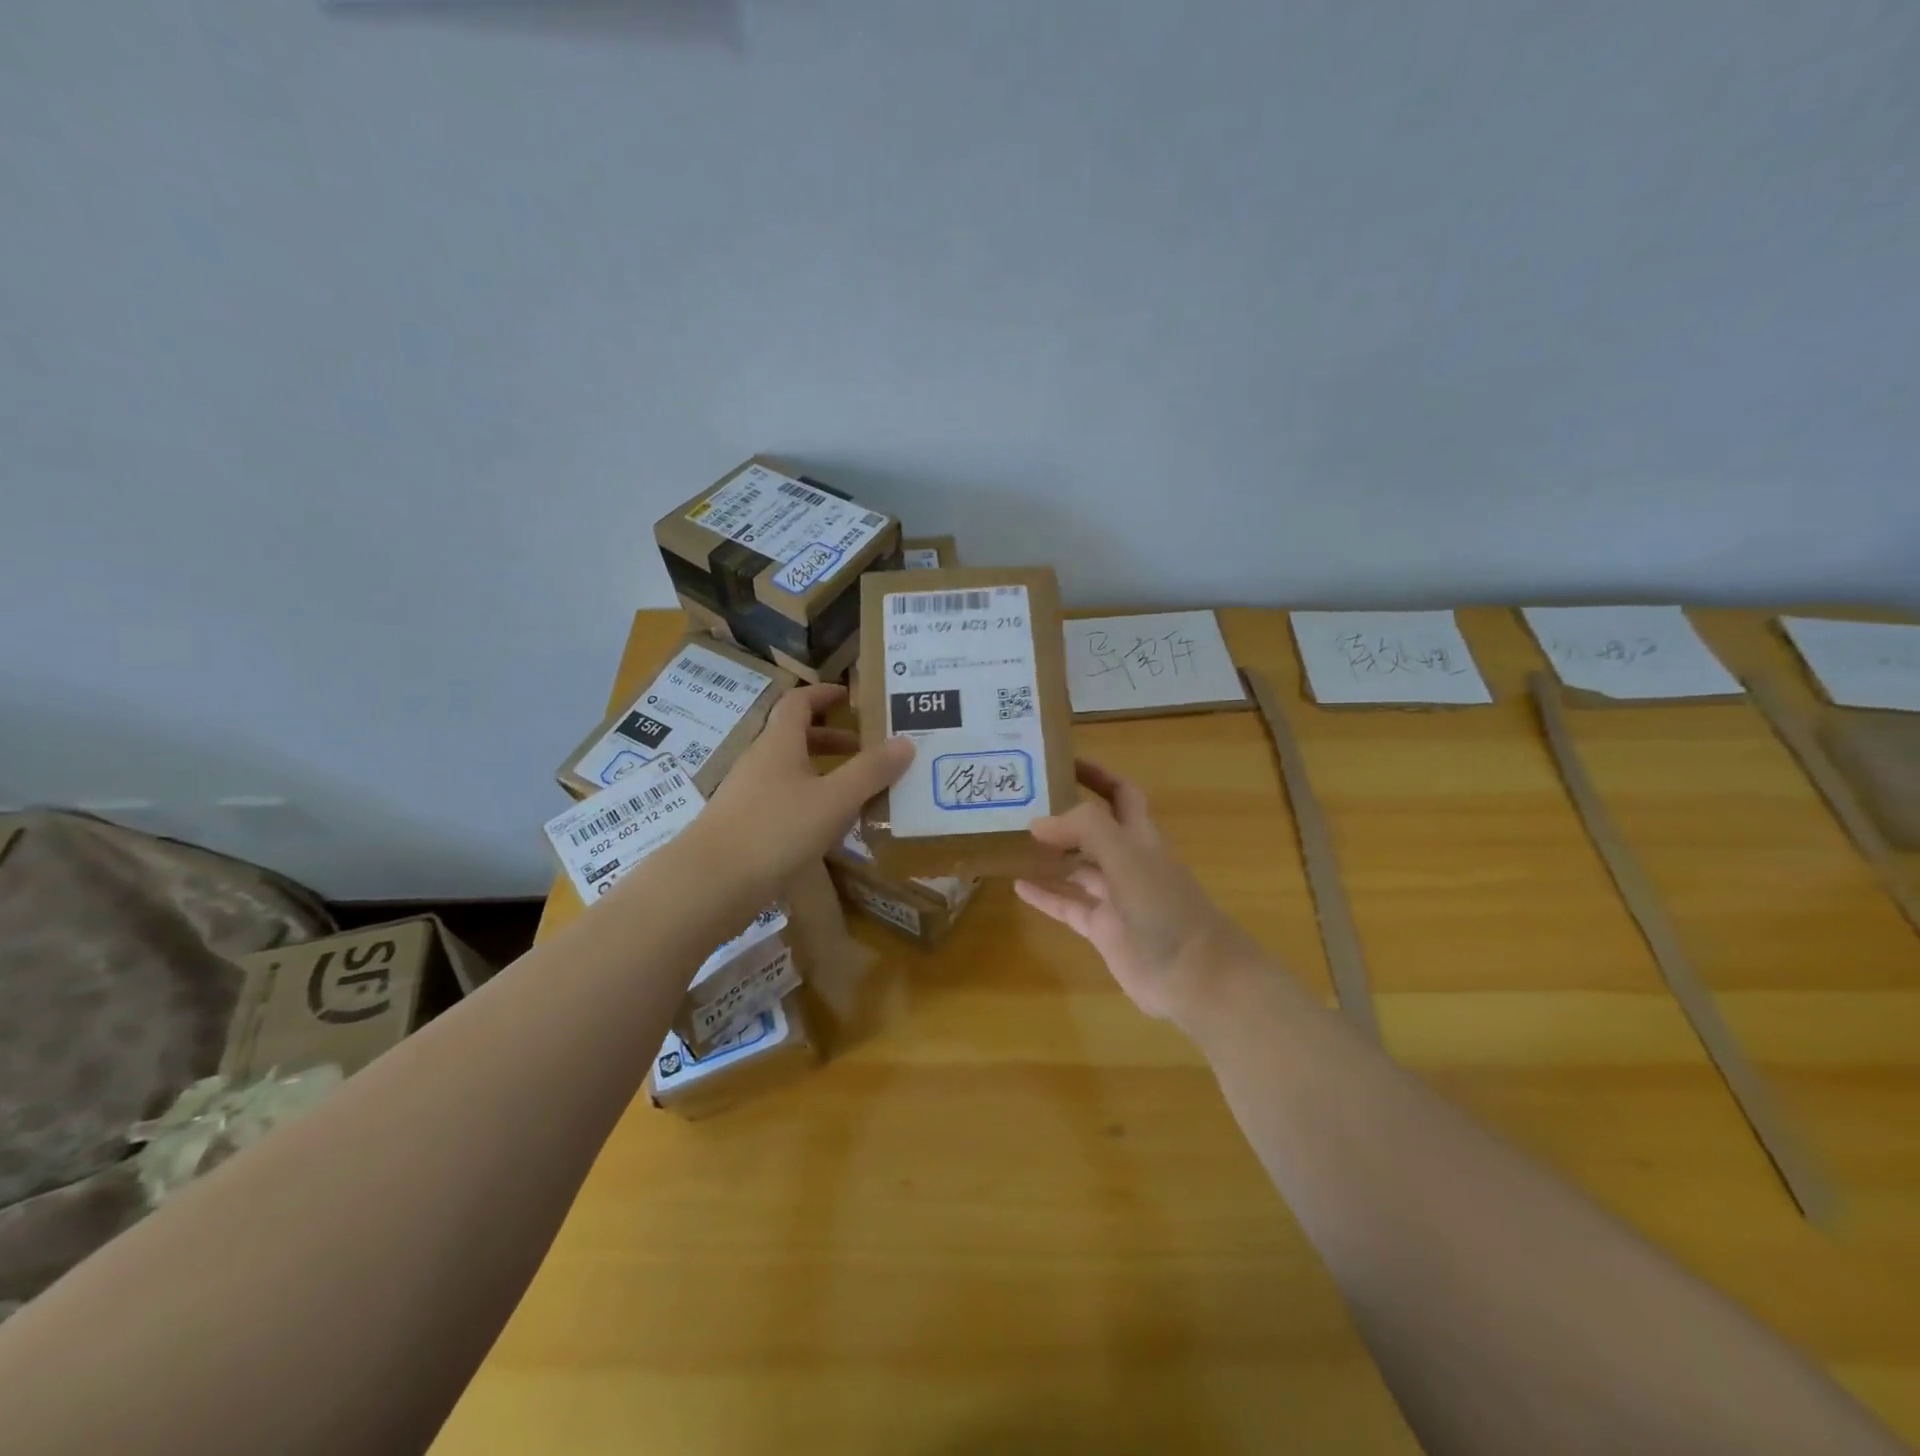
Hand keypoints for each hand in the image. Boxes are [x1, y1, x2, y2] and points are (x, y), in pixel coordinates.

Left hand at [692, 683, 913, 901]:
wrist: (710, 885)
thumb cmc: (774, 830)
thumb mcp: (833, 800)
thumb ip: (870, 771)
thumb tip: (906, 741)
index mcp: (778, 744)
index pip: (798, 703)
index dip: (824, 694)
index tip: (851, 697)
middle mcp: (760, 763)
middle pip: (796, 738)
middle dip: (833, 739)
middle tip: (868, 749)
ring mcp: (749, 797)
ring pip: (791, 773)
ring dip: (824, 774)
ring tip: (859, 792)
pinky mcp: (746, 828)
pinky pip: (785, 803)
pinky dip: (811, 804)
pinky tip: (831, 829)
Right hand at [1014, 760, 1259, 1028]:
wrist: (1195, 976)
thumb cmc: (1165, 908)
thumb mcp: (1127, 856)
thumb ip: (1085, 830)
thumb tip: (1038, 822)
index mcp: (1140, 837)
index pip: (1119, 793)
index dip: (1096, 774)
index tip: (1060, 760)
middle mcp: (1127, 862)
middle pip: (1093, 829)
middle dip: (1064, 814)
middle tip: (1022, 801)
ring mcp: (1115, 897)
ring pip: (1076, 868)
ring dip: (1049, 855)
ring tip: (1010, 840)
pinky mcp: (1103, 930)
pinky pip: (1068, 906)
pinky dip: (1045, 895)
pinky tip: (1017, 886)